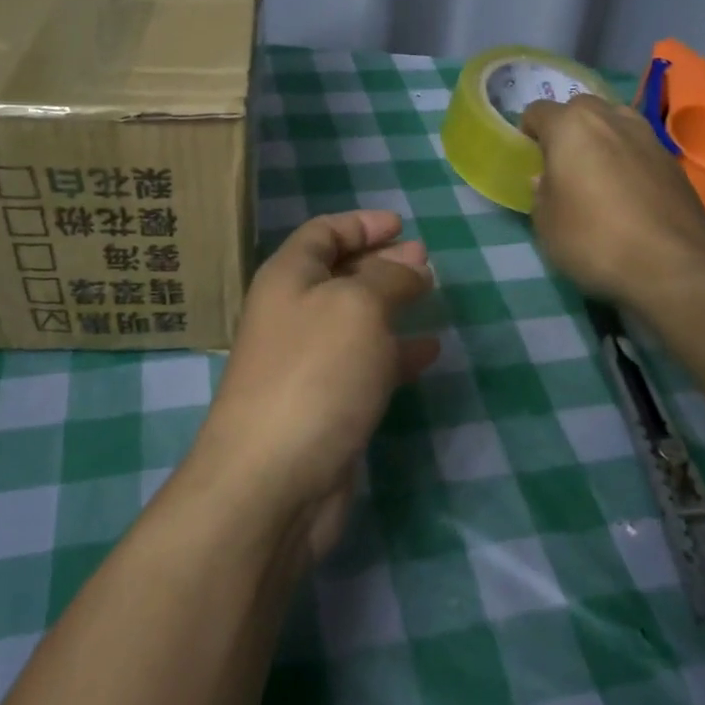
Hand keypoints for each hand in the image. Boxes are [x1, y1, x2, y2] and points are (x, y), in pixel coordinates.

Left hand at [187, 210, 437, 563]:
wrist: (273, 480)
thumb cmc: (315, 373)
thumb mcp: (358, 307)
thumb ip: (389, 278)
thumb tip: (411, 265)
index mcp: (288, 278)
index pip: (322, 233)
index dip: (360, 224)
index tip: (401, 225)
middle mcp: (292, 313)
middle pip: (339, 273)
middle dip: (382, 261)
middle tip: (425, 259)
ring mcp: (307, 362)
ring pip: (355, 318)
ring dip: (391, 303)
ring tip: (431, 295)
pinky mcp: (325, 404)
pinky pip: (365, 363)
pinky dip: (396, 351)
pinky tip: (428, 351)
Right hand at [519, 94, 704, 307]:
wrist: (673, 266)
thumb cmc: (594, 239)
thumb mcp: (545, 223)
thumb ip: (540, 192)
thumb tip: (548, 179)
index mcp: (571, 127)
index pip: (538, 111)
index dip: (528, 133)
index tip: (529, 159)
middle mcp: (611, 118)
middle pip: (580, 110)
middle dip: (567, 130)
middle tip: (563, 166)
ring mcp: (648, 136)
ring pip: (614, 123)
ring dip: (601, 140)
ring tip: (597, 176)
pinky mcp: (673, 160)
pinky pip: (639, 148)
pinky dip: (628, 160)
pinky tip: (628, 194)